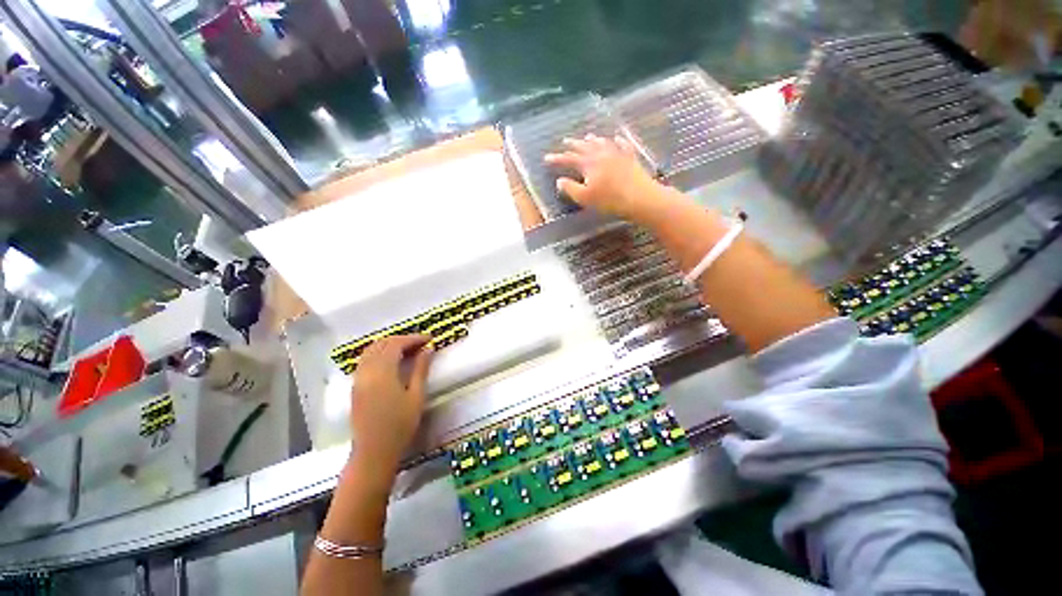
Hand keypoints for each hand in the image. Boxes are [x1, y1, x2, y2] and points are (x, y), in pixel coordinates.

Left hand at [349, 335, 433, 477]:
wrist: (374, 452)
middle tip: (420, 343)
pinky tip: (391, 361)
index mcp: (382, 372)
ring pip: (371, 350)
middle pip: (382, 344)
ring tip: (407, 350)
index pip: (396, 344)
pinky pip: (365, 360)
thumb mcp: (416, 396)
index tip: (429, 339)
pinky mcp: (355, 387)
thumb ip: (421, 369)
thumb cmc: (400, 425)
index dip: (413, 338)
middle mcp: (367, 371)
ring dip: (389, 345)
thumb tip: (428, 349)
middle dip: (402, 339)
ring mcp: (358, 379)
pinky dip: (379, 353)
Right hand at [544, 134, 661, 220]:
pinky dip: (618, 141)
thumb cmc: (609, 200)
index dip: (557, 159)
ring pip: (602, 143)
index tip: (546, 159)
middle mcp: (602, 154)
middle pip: (585, 146)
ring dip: (593, 140)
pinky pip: (623, 146)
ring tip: (587, 136)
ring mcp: (618, 154)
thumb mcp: (585, 198)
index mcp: (589, 163)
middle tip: (565, 141)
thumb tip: (559, 181)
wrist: (639, 198)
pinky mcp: (631, 158)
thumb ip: (570, 188)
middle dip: (573, 144)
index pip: (569, 159)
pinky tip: (617, 138)